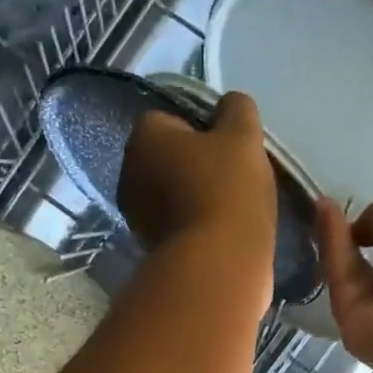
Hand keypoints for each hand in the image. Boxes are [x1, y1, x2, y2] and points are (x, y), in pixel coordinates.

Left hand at [120, 90, 276, 280]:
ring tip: (232, 208)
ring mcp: (136, 215)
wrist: (217, 265)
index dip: (202, 129)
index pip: (170, 118)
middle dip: (197, 164)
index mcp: (143, 137)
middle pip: (169, 157)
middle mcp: (129, 173)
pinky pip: (177, 224)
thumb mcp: (243, 135)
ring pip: (173, 192)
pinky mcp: (150, 248)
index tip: (229, 147)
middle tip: (234, 177)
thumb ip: (237, 109)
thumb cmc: (228, 191)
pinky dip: (195, 225)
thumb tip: (229, 106)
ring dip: (196, 196)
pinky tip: (221, 232)